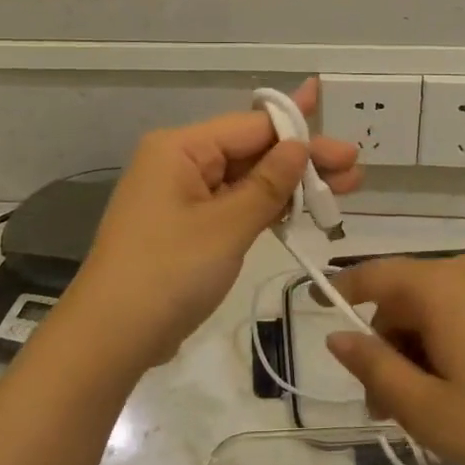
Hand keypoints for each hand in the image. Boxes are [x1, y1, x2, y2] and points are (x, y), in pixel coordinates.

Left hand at [66, 79, 360, 368]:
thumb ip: (267, 185)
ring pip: (245, 180)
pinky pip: (233, 205)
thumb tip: (299, 146)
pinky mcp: (187, 228)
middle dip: (302, 160)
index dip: (303, 135)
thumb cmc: (168, 273)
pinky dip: (266, 208)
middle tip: (354, 169)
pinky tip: (301, 209)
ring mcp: (182, 197)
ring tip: (342, 190)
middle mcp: (180, 163)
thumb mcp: (226, 227)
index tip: (346, 148)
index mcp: (181, 149)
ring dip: (290, 185)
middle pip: (251, 151)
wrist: (111, 336)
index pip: (252, 127)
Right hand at [326, 253, 464, 464]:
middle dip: (387, 344)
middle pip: (406, 296)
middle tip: (385, 409)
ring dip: (418, 351)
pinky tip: (462, 395)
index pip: (374, 274)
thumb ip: (374, 367)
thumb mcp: (427, 409)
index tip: (314, 311)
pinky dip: (450, 345)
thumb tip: (336, 337)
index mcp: (442, 285)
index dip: (340, 291)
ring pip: (437, 308)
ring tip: (427, 413)